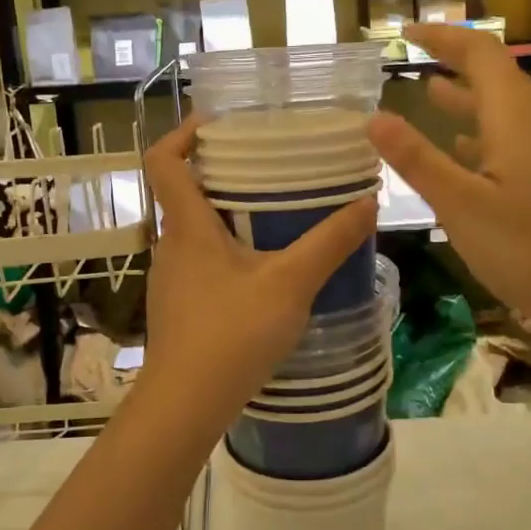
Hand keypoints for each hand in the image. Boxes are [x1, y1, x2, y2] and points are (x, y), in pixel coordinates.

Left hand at [137, 116, 376, 429]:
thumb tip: (368, 202)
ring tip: (273, 218)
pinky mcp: (178, 308)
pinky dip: (226, 253)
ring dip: (225, 217)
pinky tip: (262, 273)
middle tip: (267, 169)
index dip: (182, 133)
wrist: (185, 405)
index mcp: (186, 226)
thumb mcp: (291, 284)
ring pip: (193, 231)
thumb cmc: (232, 334)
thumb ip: (330, 242)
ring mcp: (170, 280)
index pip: (162, 160)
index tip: (217, 124)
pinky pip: (199, 263)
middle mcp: (170, 246)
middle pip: (183, 193)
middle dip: (221, 175)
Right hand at [367, 24, 530, 333]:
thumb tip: (373, 117)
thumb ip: (417, 159)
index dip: (443, 37)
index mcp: (515, 119)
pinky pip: (508, 137)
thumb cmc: (528, 248)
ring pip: (501, 108)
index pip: (480, 54)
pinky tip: (460, 148)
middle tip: (410, 57)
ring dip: (464, 96)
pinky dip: (477, 131)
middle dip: (452, 59)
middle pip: (494, 75)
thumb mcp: (460, 205)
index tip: (404, 34)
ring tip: (426, 91)